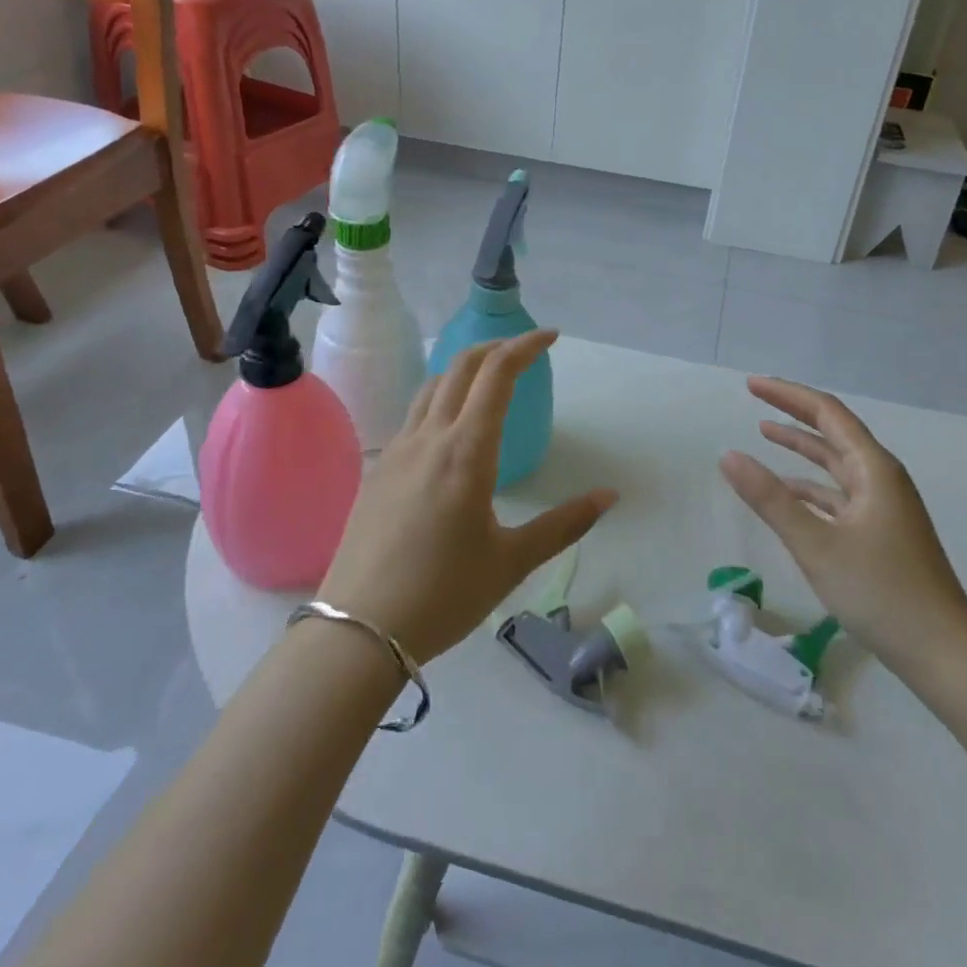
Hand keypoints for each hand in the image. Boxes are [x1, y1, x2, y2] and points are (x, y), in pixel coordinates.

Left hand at [317, 330, 617, 664]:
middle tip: (526, 351)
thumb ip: (564, 524)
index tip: (551, 338)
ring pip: (431, 386)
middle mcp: (429, 438)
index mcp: (466, 451)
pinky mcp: (378, 470)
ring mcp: (397, 451)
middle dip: (496, 347)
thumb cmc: (444, 594)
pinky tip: (450, 432)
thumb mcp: (512, 561)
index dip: (526, 346)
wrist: (358, 629)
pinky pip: (413, 416)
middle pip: (461, 366)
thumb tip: (609, 497)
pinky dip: (440, 400)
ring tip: (490, 382)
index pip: (497, 374)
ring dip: (465, 370)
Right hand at [719, 376, 966, 691]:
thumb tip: (727, 455)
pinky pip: (839, 494)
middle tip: (754, 397)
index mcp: (874, 469)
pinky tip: (788, 492)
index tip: (751, 385)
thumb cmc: (882, 593)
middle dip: (793, 412)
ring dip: (801, 446)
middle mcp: (881, 479)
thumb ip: (770, 498)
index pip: (827, 413)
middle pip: (833, 432)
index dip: (788, 394)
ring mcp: (884, 507)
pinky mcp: (881, 533)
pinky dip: (810, 485)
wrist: (944, 654)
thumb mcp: (816, 544)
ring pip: (836, 463)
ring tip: (764, 433)